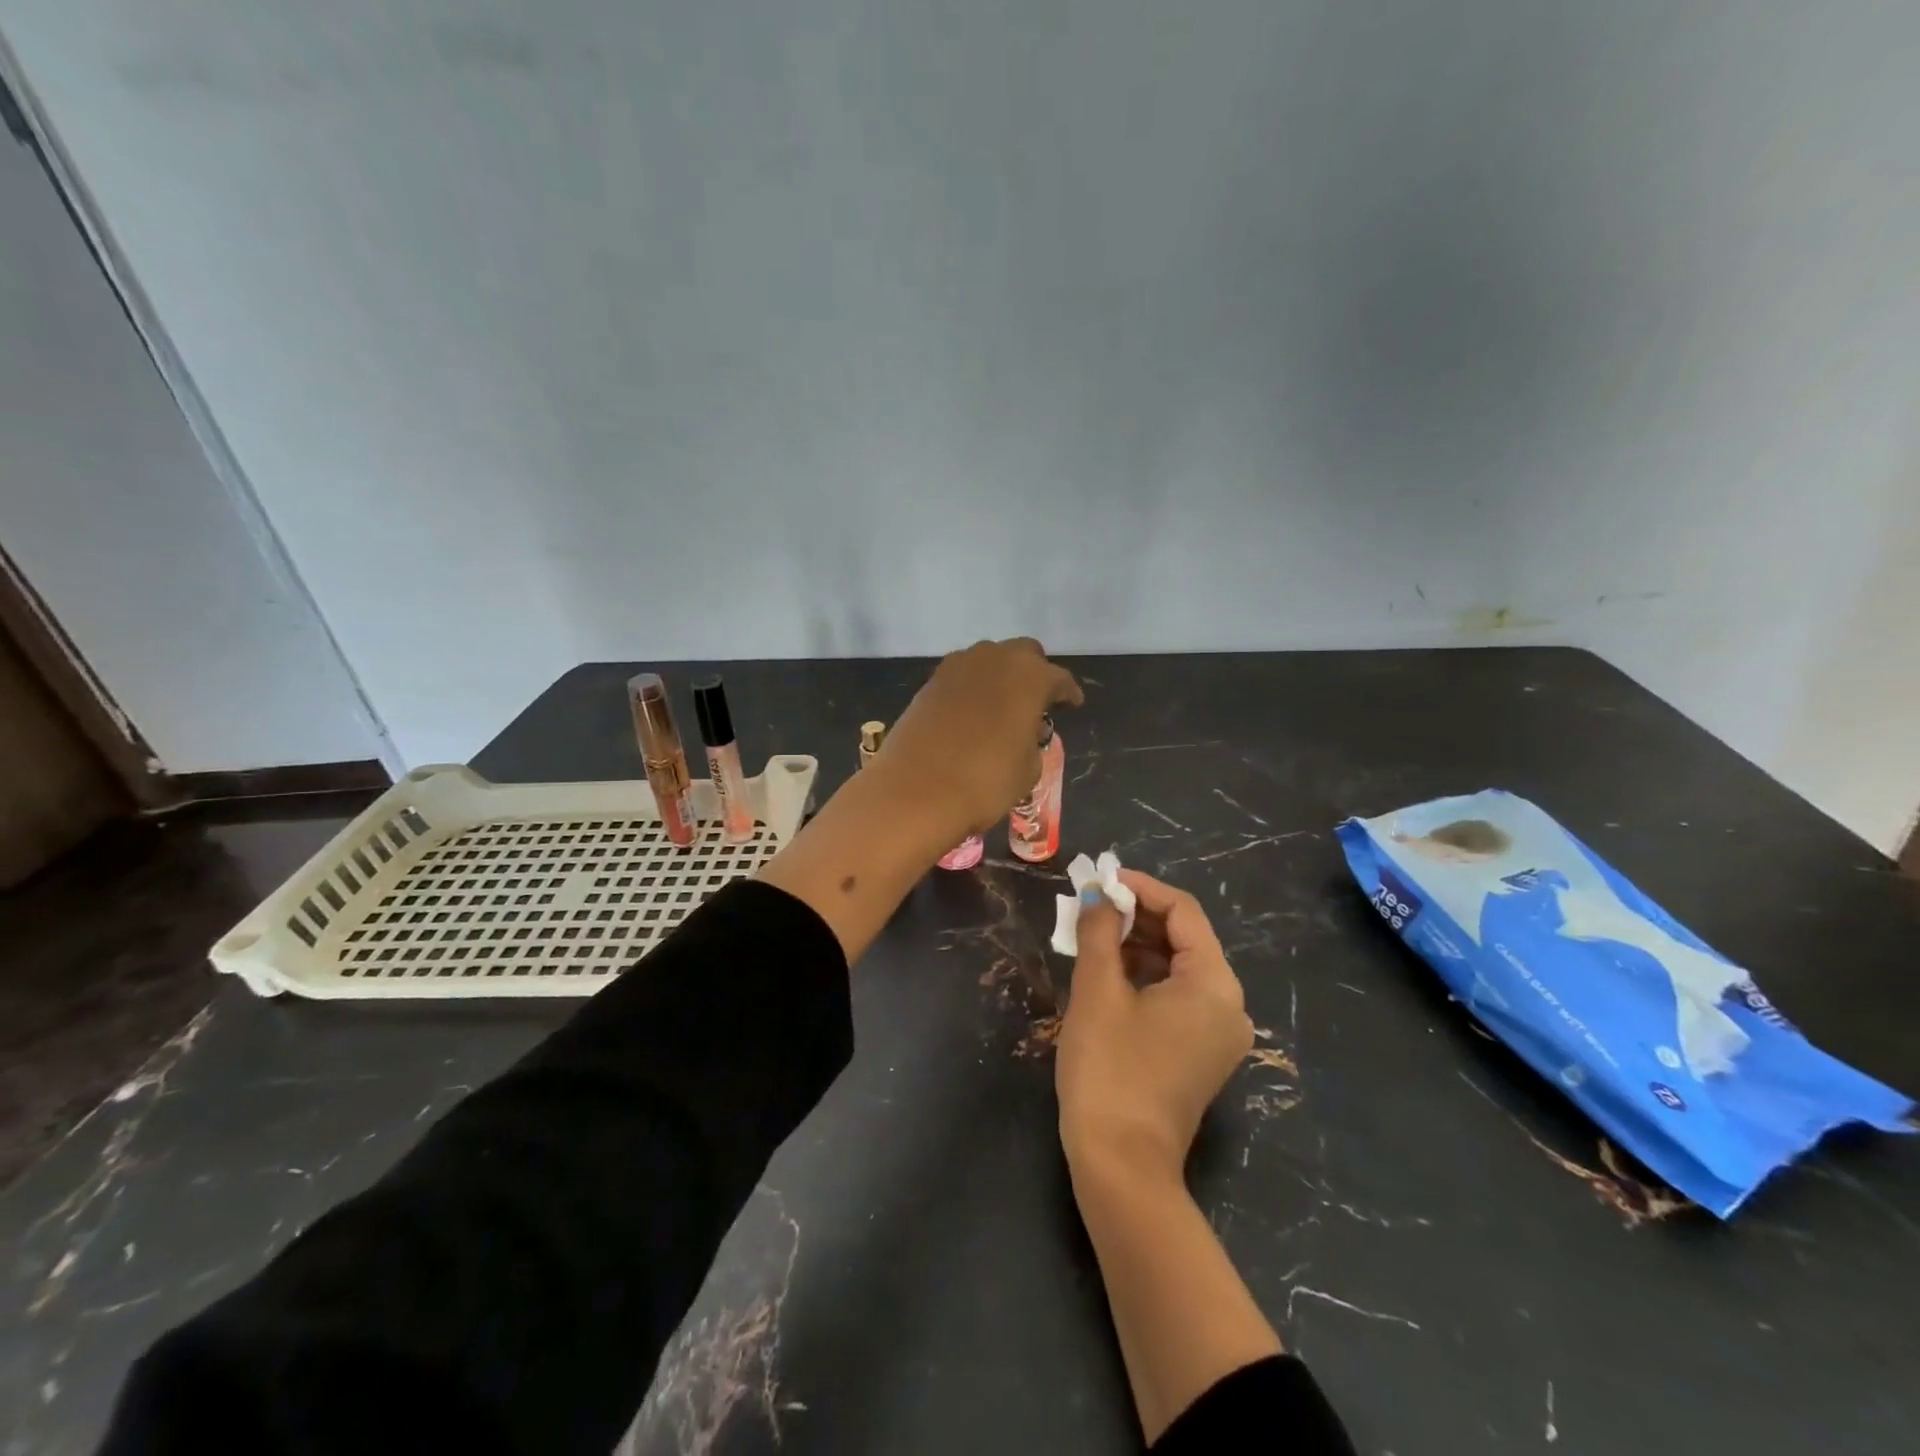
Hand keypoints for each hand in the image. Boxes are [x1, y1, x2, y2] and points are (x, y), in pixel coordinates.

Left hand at [877, 638, 1082, 837]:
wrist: (915, 791)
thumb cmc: (985, 781)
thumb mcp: (1028, 768)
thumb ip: (1033, 741)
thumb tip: (1024, 731)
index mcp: (1030, 676)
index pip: (1059, 678)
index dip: (1068, 693)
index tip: (1072, 705)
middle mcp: (994, 659)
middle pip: (1023, 653)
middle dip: (1034, 672)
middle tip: (1037, 701)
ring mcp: (957, 667)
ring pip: (988, 659)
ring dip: (1000, 676)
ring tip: (1002, 706)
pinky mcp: (929, 682)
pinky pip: (961, 677)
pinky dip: (972, 688)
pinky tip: (972, 713)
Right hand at [1055, 870, 1252, 1183]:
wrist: (1121, 1166)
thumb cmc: (1109, 1070)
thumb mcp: (1097, 991)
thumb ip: (1099, 932)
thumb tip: (1098, 893)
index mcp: (1214, 984)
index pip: (1183, 912)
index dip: (1141, 888)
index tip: (1101, 878)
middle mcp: (1230, 1004)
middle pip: (1185, 938)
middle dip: (1136, 916)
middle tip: (1090, 904)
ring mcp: (1219, 1033)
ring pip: (1179, 967)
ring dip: (1137, 945)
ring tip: (1091, 933)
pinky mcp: (1202, 1053)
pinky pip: (1178, 996)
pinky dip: (1145, 976)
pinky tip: (1107, 970)